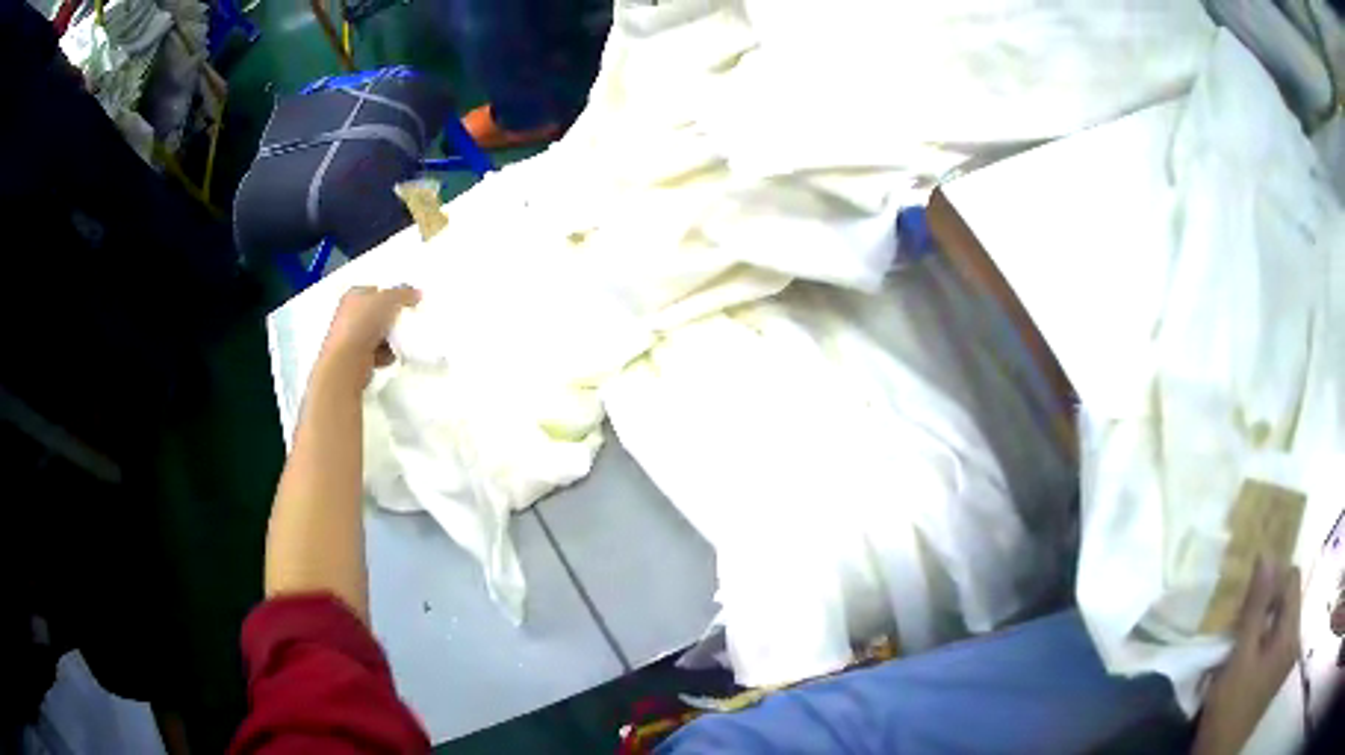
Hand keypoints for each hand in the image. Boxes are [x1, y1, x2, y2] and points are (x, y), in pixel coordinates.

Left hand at [316, 285, 420, 386]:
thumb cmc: (363, 323)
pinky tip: (387, 356)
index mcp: (354, 295)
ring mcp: (352, 336)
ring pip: (380, 334)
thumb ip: (404, 294)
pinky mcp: (356, 356)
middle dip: (394, 319)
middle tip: (405, 322)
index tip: (408, 302)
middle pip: (380, 313)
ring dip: (391, 339)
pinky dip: (385, 354)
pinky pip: (378, 352)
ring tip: (397, 342)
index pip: (377, 290)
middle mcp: (351, 314)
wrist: (348, 361)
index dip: (393, 294)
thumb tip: (417, 294)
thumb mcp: (388, 300)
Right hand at [1194, 559, 1301, 754]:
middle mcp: (1296, 639)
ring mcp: (1289, 657)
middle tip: (1239, 625)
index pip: (1292, 579)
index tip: (1247, 599)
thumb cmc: (1229, 709)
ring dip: (1264, 624)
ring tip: (1239, 645)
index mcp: (1291, 634)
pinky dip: (1265, 640)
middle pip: (1289, 600)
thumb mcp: (1239, 658)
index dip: (1273, 580)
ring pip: (1283, 620)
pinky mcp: (1280, 671)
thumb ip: (1256, 607)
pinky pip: (1279, 639)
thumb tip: (1266, 556)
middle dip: (1267, 605)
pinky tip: (1246, 660)